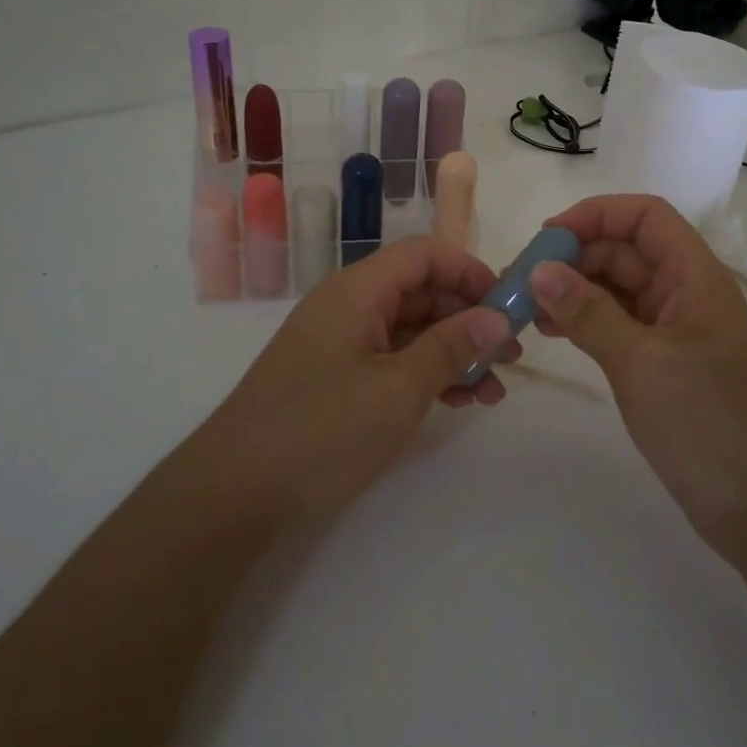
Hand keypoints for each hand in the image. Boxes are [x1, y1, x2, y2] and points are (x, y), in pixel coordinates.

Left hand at [198, 237, 519, 522]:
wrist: (236, 492)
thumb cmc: (321, 429)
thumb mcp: (398, 388)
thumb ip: (451, 347)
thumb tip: (499, 318)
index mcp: (358, 290)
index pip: (424, 254)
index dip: (470, 272)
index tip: (508, 307)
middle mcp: (350, 306)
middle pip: (421, 291)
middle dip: (469, 318)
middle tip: (510, 356)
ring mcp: (342, 344)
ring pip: (411, 329)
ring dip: (454, 352)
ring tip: (492, 390)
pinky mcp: (338, 379)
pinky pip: (393, 360)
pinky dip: (427, 374)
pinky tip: (457, 402)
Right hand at [532, 195, 746, 566]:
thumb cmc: (709, 424)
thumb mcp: (642, 362)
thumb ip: (588, 312)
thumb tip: (540, 270)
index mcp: (695, 277)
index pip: (645, 217)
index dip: (596, 215)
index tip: (545, 239)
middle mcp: (687, 295)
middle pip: (627, 251)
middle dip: (574, 256)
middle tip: (521, 281)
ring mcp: (677, 333)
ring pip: (619, 290)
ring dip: (574, 290)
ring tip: (526, 308)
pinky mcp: (666, 367)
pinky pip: (620, 326)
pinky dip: (586, 322)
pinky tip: (554, 333)